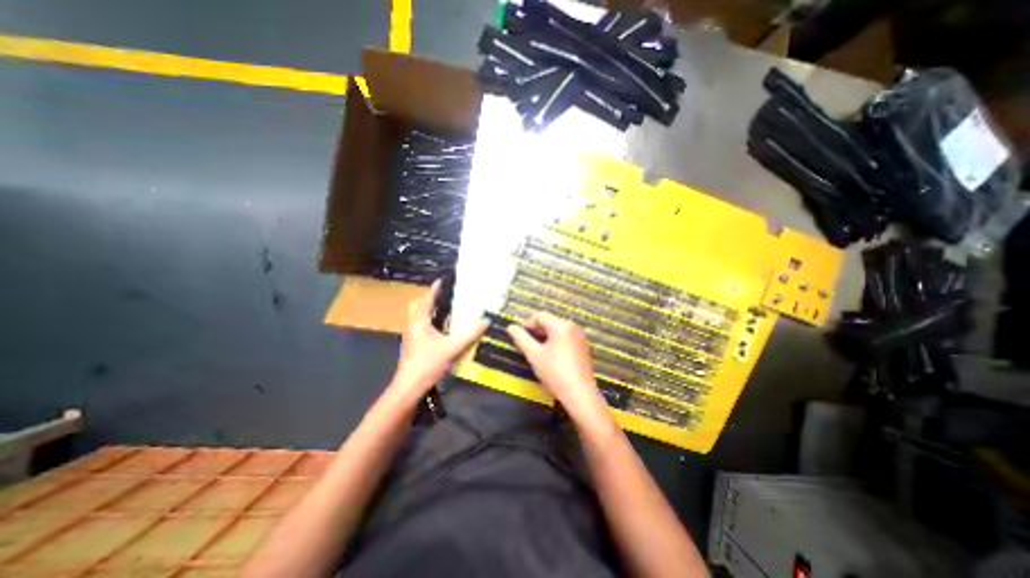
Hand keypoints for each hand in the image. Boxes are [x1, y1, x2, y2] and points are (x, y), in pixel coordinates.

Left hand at [392, 279, 493, 401]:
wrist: (408, 388)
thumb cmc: (427, 364)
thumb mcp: (451, 348)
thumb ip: (469, 335)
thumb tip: (486, 321)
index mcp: (419, 322)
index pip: (427, 299)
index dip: (435, 289)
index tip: (442, 280)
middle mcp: (412, 326)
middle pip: (418, 306)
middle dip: (429, 299)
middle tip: (445, 296)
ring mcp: (411, 337)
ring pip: (418, 317)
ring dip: (429, 311)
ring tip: (446, 310)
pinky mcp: (413, 346)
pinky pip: (421, 327)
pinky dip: (430, 323)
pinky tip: (442, 330)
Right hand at [506, 314, 610, 427]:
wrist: (580, 394)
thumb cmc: (555, 372)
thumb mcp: (534, 355)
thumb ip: (521, 338)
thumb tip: (511, 327)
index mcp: (561, 325)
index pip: (540, 315)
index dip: (527, 323)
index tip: (518, 334)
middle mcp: (573, 327)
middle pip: (550, 321)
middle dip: (536, 329)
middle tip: (525, 342)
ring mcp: (580, 337)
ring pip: (558, 330)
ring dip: (545, 336)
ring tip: (535, 349)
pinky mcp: (583, 348)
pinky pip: (566, 338)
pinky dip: (555, 342)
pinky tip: (549, 355)